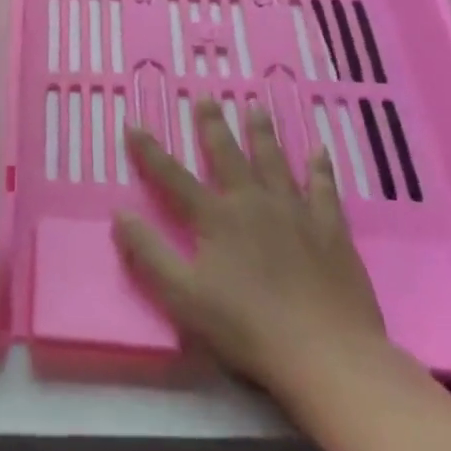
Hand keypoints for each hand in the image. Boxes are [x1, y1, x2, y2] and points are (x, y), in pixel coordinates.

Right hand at [114, 99, 388, 410]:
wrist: (326, 353)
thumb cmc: (247, 327)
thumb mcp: (183, 295)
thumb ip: (149, 253)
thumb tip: (119, 213)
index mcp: (215, 218)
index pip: (172, 177)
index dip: (149, 151)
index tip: (133, 124)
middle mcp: (253, 203)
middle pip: (228, 156)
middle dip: (212, 126)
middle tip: (206, 97)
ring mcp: (295, 213)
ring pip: (275, 162)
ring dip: (263, 134)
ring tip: (256, 107)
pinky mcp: (331, 231)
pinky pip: (324, 189)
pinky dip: (320, 168)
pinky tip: (320, 150)